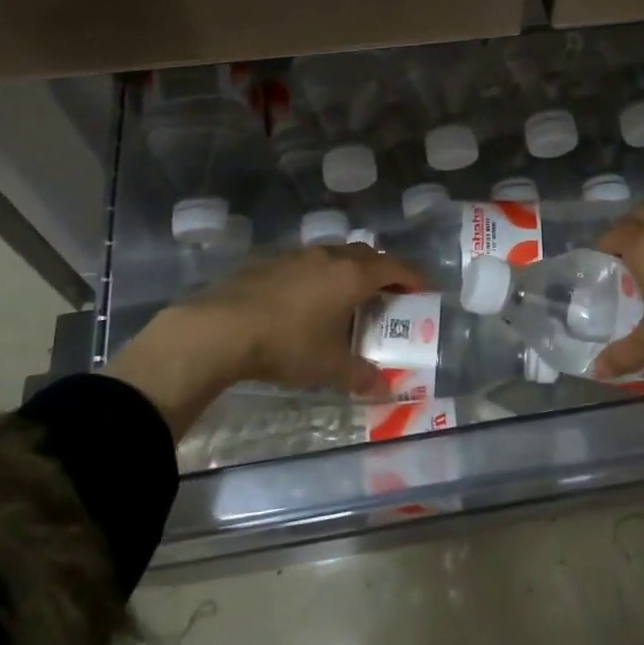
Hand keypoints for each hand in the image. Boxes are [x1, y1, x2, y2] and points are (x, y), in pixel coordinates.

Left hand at [106, 245, 425, 435]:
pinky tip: (303, 300)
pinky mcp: (268, 261)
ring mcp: (297, 254)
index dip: (412, 277)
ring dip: (347, 270)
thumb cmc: (288, 344)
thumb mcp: (329, 367)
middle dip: (381, 272)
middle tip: (386, 295)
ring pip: (333, 255)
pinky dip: (316, 275)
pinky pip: (305, 262)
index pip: (394, 267)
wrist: (221, 327)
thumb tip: (385, 390)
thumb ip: (360, 376)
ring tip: (345, 297)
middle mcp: (329, 256)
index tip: (422, 290)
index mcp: (352, 276)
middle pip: (366, 255)